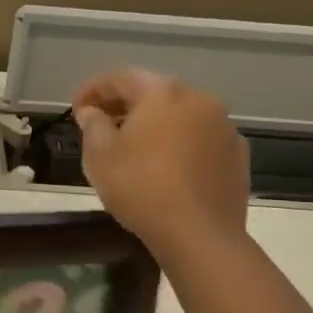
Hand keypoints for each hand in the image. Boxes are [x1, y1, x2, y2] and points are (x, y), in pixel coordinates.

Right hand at [73, 68, 250, 253]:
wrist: (200, 235)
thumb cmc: (141, 188)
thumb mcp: (100, 156)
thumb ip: (93, 125)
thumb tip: (92, 112)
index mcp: (162, 93)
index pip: (121, 77)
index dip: (93, 89)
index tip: (75, 108)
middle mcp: (198, 99)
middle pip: (154, 92)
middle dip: (124, 104)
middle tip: (100, 122)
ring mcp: (223, 126)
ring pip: (180, 114)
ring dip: (153, 122)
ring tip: (132, 144)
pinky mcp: (237, 154)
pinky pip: (200, 137)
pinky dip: (178, 141)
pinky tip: (165, 164)